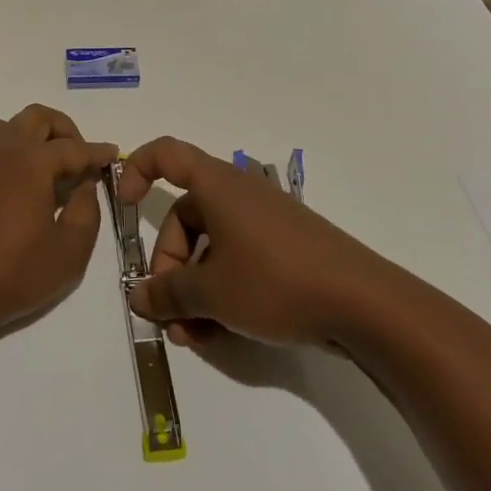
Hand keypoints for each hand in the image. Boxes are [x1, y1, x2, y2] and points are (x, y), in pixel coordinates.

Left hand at [0, 105, 117, 341]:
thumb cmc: (12, 273)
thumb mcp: (69, 252)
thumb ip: (87, 211)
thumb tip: (84, 187)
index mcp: (30, 160)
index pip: (73, 148)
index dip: (96, 152)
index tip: (112, 154)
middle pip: (37, 117)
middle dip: (64, 131)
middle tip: (77, 158)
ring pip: (6, 126)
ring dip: (30, 137)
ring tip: (42, 170)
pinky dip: (5, 154)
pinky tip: (11, 187)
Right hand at [120, 137, 389, 348]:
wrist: (365, 304)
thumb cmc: (275, 282)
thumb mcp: (212, 293)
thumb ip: (167, 293)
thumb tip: (137, 296)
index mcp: (217, 186)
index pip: (166, 155)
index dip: (137, 170)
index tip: (125, 206)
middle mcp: (240, 195)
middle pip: (186, 217)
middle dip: (170, 265)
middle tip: (168, 312)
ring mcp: (266, 222)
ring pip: (212, 247)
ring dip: (194, 288)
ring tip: (193, 335)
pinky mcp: (287, 248)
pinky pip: (239, 260)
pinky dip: (222, 290)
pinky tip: (221, 332)